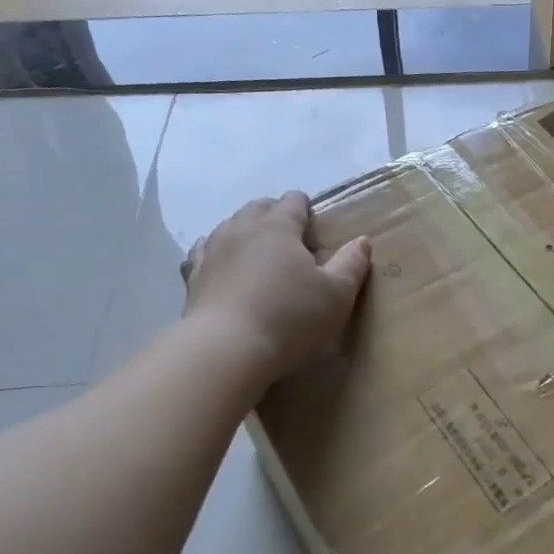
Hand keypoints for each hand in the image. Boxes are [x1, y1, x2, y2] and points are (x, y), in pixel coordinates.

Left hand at [180, 192, 371, 386]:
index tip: (312, 218)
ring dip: (244, 230)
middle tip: (290, 233)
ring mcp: (212, 251)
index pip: (292, 202)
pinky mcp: (192, 277)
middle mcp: (242, 229)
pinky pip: (202, 252)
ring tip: (257, 247)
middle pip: (258, 208)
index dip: (304, 206)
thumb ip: (351, 264)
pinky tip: (220, 262)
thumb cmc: (290, 317)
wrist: (225, 350)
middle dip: (274, 213)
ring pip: (228, 226)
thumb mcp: (336, 294)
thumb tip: (361, 241)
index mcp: (278, 227)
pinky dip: (215, 251)